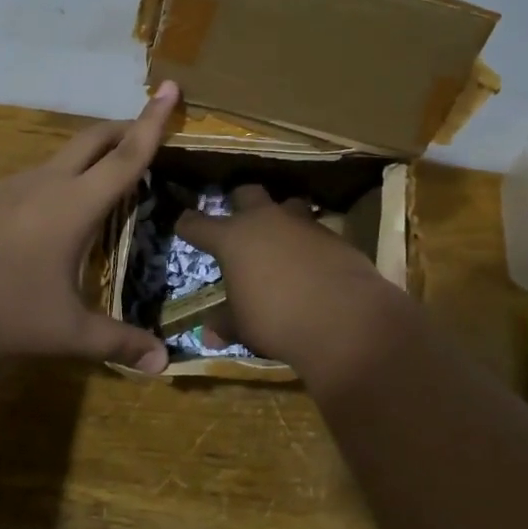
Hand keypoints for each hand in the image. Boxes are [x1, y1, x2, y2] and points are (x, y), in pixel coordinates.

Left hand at [0, 82, 179, 372]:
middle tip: (146, 129)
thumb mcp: (64, 331)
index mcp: (75, 203)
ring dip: (90, 157)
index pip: (127, 156)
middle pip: (94, 139)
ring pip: (62, 157)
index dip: (153, 122)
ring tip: (104, 182)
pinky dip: (58, 181)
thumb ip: (115, 343)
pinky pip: (34, 178)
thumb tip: (162, 363)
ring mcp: (11, 186)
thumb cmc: (0, 303)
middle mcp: (47, 183)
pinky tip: (48, 218)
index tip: (169, 86)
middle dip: (124, 127)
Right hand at [176, 185, 409, 372]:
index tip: (183, 225)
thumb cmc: (277, 320)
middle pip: (246, 193)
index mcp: (232, 238)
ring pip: (286, 204)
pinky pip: (314, 229)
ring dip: (280, 217)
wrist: (344, 319)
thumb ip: (225, 323)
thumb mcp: (243, 326)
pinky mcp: (333, 235)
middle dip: (239, 203)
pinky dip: (308, 241)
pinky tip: (311, 261)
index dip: (188, 225)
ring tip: (280, 237)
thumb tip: (208, 334)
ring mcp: (301, 223)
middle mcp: (265, 220)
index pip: (197, 224)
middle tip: (237, 221)